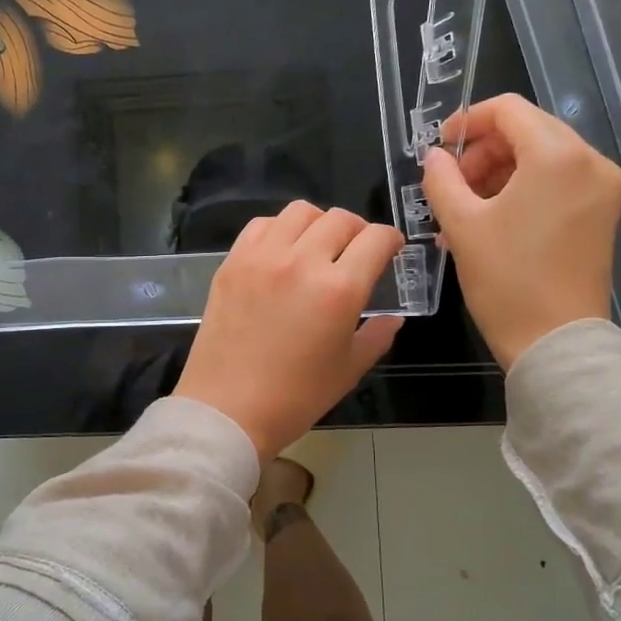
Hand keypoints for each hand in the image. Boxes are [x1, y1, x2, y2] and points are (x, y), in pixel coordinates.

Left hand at [175, 202, 404, 461]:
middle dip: (358, 230)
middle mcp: (302, 261)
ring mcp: (262, 257)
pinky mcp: (232, 262)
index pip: (375, 239)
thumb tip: (393, 317)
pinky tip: (282, 251)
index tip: (391, 249)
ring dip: (319, 223)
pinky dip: (280, 229)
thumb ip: (377, 335)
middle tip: (356, 251)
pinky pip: (261, 225)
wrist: (228, 409)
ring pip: (300, 211)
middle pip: (340, 219)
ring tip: (318, 246)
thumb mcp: (349, 370)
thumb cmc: (295, 397)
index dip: (391, 239)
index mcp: (339, 289)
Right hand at [420, 94, 620, 369]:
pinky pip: (557, 182)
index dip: (467, 121)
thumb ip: (442, 179)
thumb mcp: (461, 225)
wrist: (555, 342)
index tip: (438, 149)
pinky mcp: (602, 213)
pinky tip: (491, 220)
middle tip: (451, 184)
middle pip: (528, 130)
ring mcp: (602, 188)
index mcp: (558, 156)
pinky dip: (522, 189)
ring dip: (499, 172)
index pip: (508, 110)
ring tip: (464, 209)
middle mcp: (590, 161)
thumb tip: (434, 157)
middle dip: (483, 151)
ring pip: (542, 156)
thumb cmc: (506, 280)